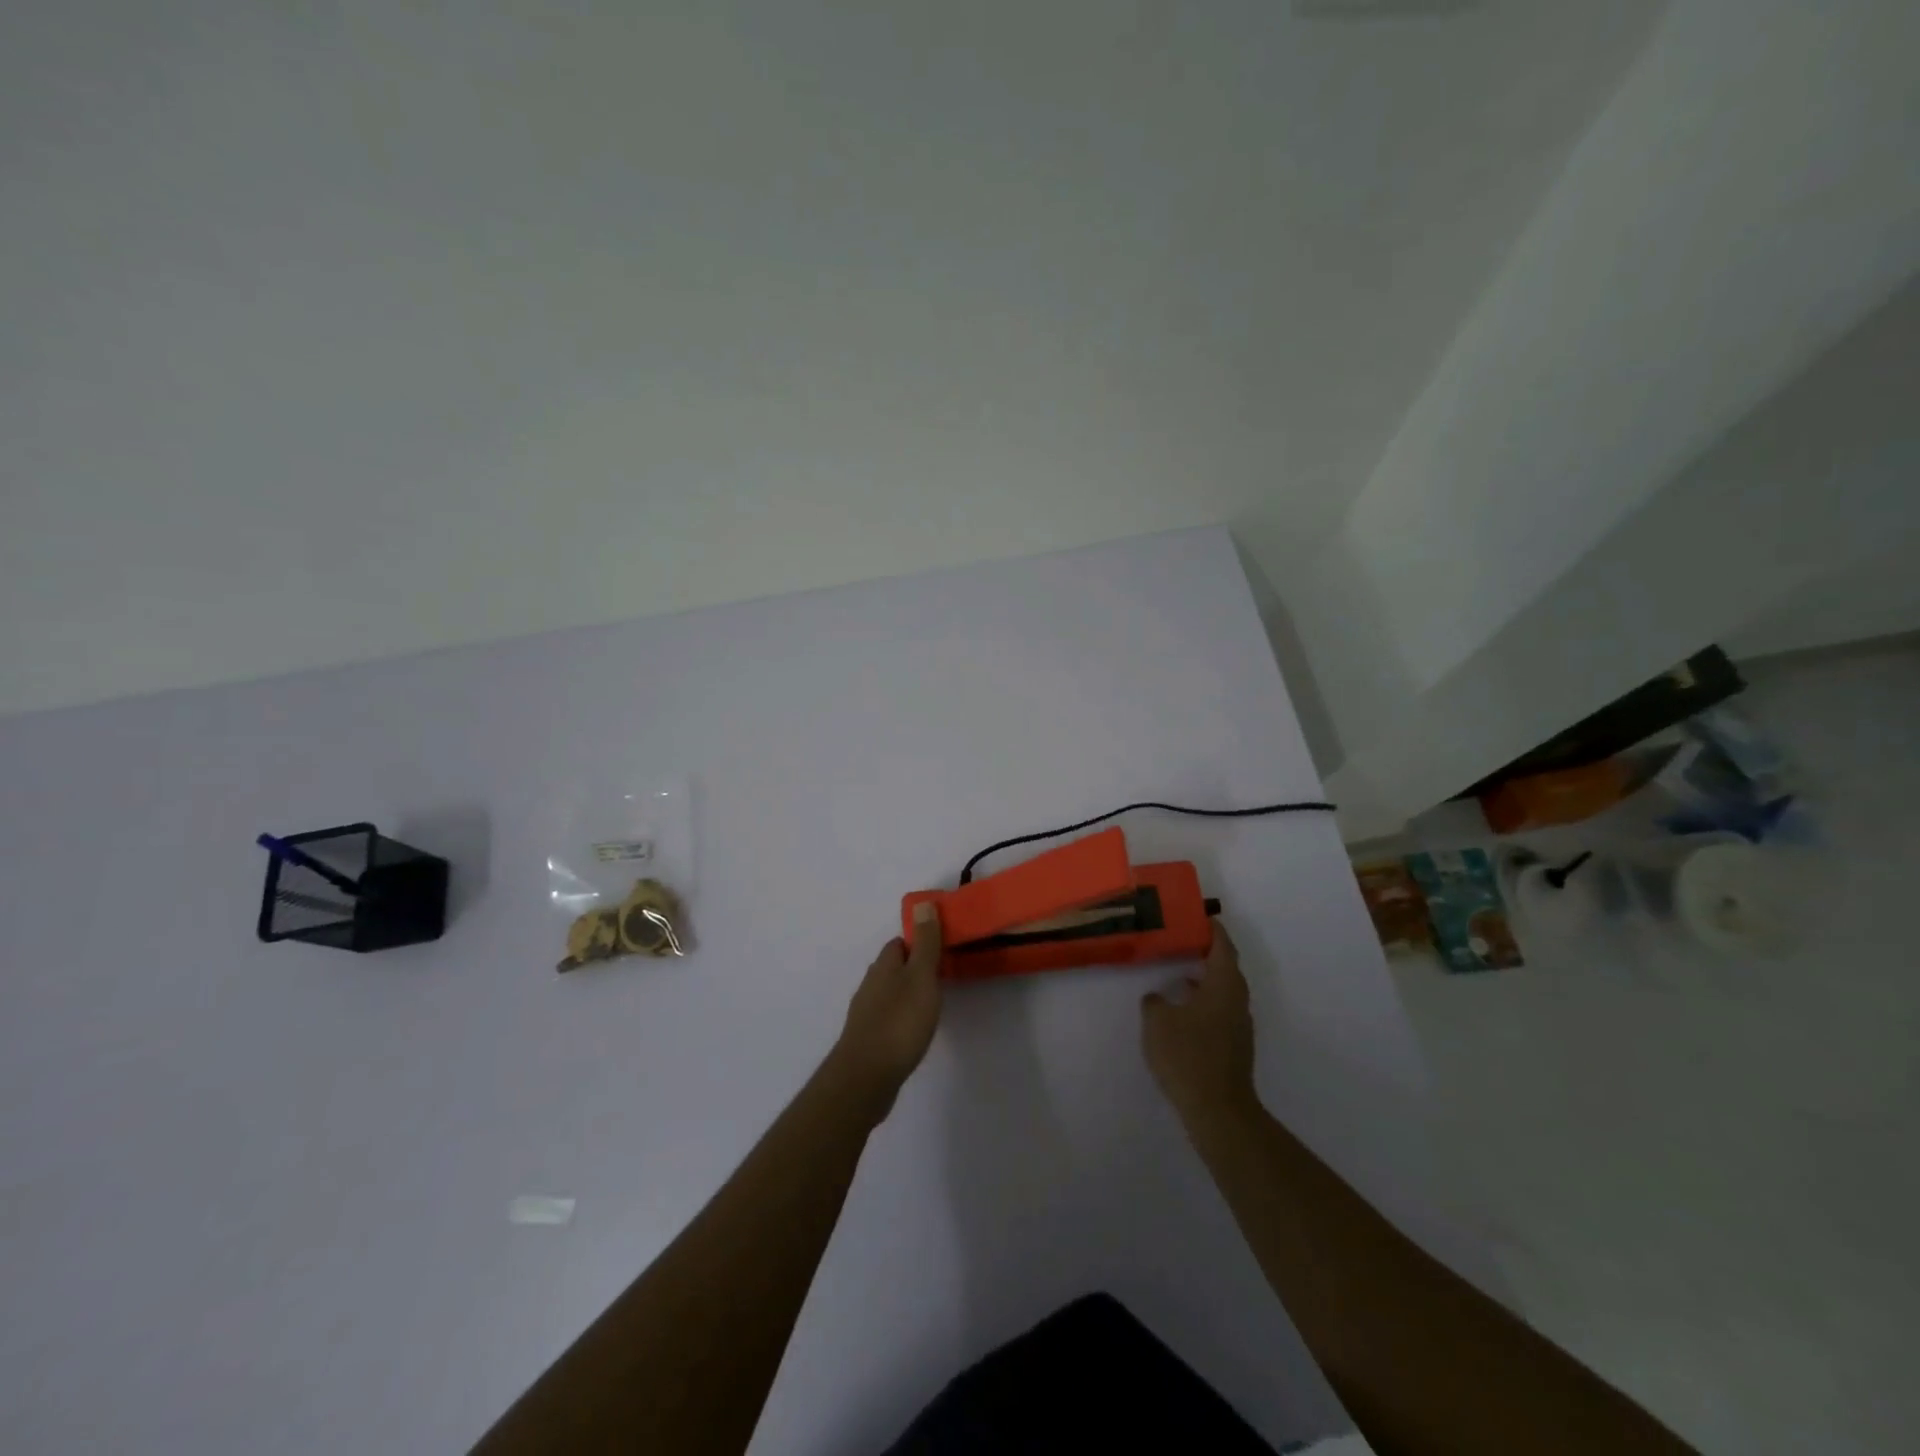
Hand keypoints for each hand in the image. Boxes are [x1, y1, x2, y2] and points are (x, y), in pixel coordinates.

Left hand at [831, 902, 943, 1115]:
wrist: (866, 1077)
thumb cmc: (899, 1022)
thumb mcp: (921, 977)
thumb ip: (925, 943)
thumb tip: (923, 903)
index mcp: (884, 966)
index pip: (899, 943)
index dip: (919, 941)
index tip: (941, 948)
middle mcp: (870, 984)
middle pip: (893, 967)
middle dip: (913, 967)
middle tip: (941, 976)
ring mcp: (866, 1013)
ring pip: (889, 992)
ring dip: (907, 993)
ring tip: (931, 1004)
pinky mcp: (867, 1039)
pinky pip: (887, 1016)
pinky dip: (900, 1016)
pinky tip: (912, 1030)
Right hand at [1141, 922, 1258, 1126]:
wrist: (1218, 1110)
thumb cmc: (1188, 1055)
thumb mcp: (1157, 1021)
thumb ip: (1154, 1002)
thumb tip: (1158, 998)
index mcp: (1224, 985)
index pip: (1222, 946)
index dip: (1212, 929)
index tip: (1199, 916)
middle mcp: (1237, 1001)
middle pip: (1226, 968)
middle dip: (1207, 953)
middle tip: (1182, 940)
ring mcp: (1239, 1026)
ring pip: (1223, 992)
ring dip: (1204, 979)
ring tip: (1177, 972)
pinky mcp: (1234, 1047)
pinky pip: (1219, 1011)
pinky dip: (1203, 1001)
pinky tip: (1182, 1011)